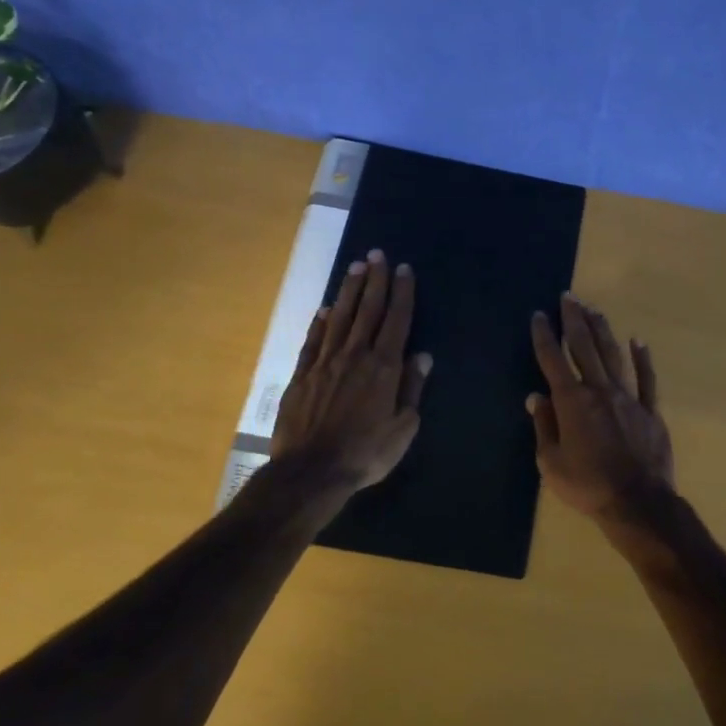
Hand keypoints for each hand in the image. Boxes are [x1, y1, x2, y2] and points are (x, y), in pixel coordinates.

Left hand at [272, 250, 432, 493]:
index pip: (396, 320)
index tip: (404, 269)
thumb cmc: (365, 453)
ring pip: (340, 318)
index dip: (402, 293)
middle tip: (377, 254)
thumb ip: (412, 389)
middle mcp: (355, 356)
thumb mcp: (403, 428)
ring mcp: (325, 363)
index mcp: (384, 367)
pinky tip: (325, 309)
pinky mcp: (302, 375)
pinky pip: (313, 341)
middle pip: (367, 310)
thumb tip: (423, 356)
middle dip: (375, 280)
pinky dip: (320, 322)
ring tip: (356, 268)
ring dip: (349, 291)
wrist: (311, 471)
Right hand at [527, 293, 673, 528]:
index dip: (545, 336)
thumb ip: (544, 426)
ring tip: (594, 310)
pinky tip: (639, 341)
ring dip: (603, 330)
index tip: (540, 315)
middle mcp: (600, 390)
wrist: (637, 503)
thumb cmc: (587, 486)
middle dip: (575, 320)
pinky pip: (647, 378)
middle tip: (569, 296)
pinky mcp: (650, 410)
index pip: (553, 360)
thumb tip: (535, 397)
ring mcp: (628, 397)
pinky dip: (643, 358)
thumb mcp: (551, 462)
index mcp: (572, 402)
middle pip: (585, 347)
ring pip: (614, 355)